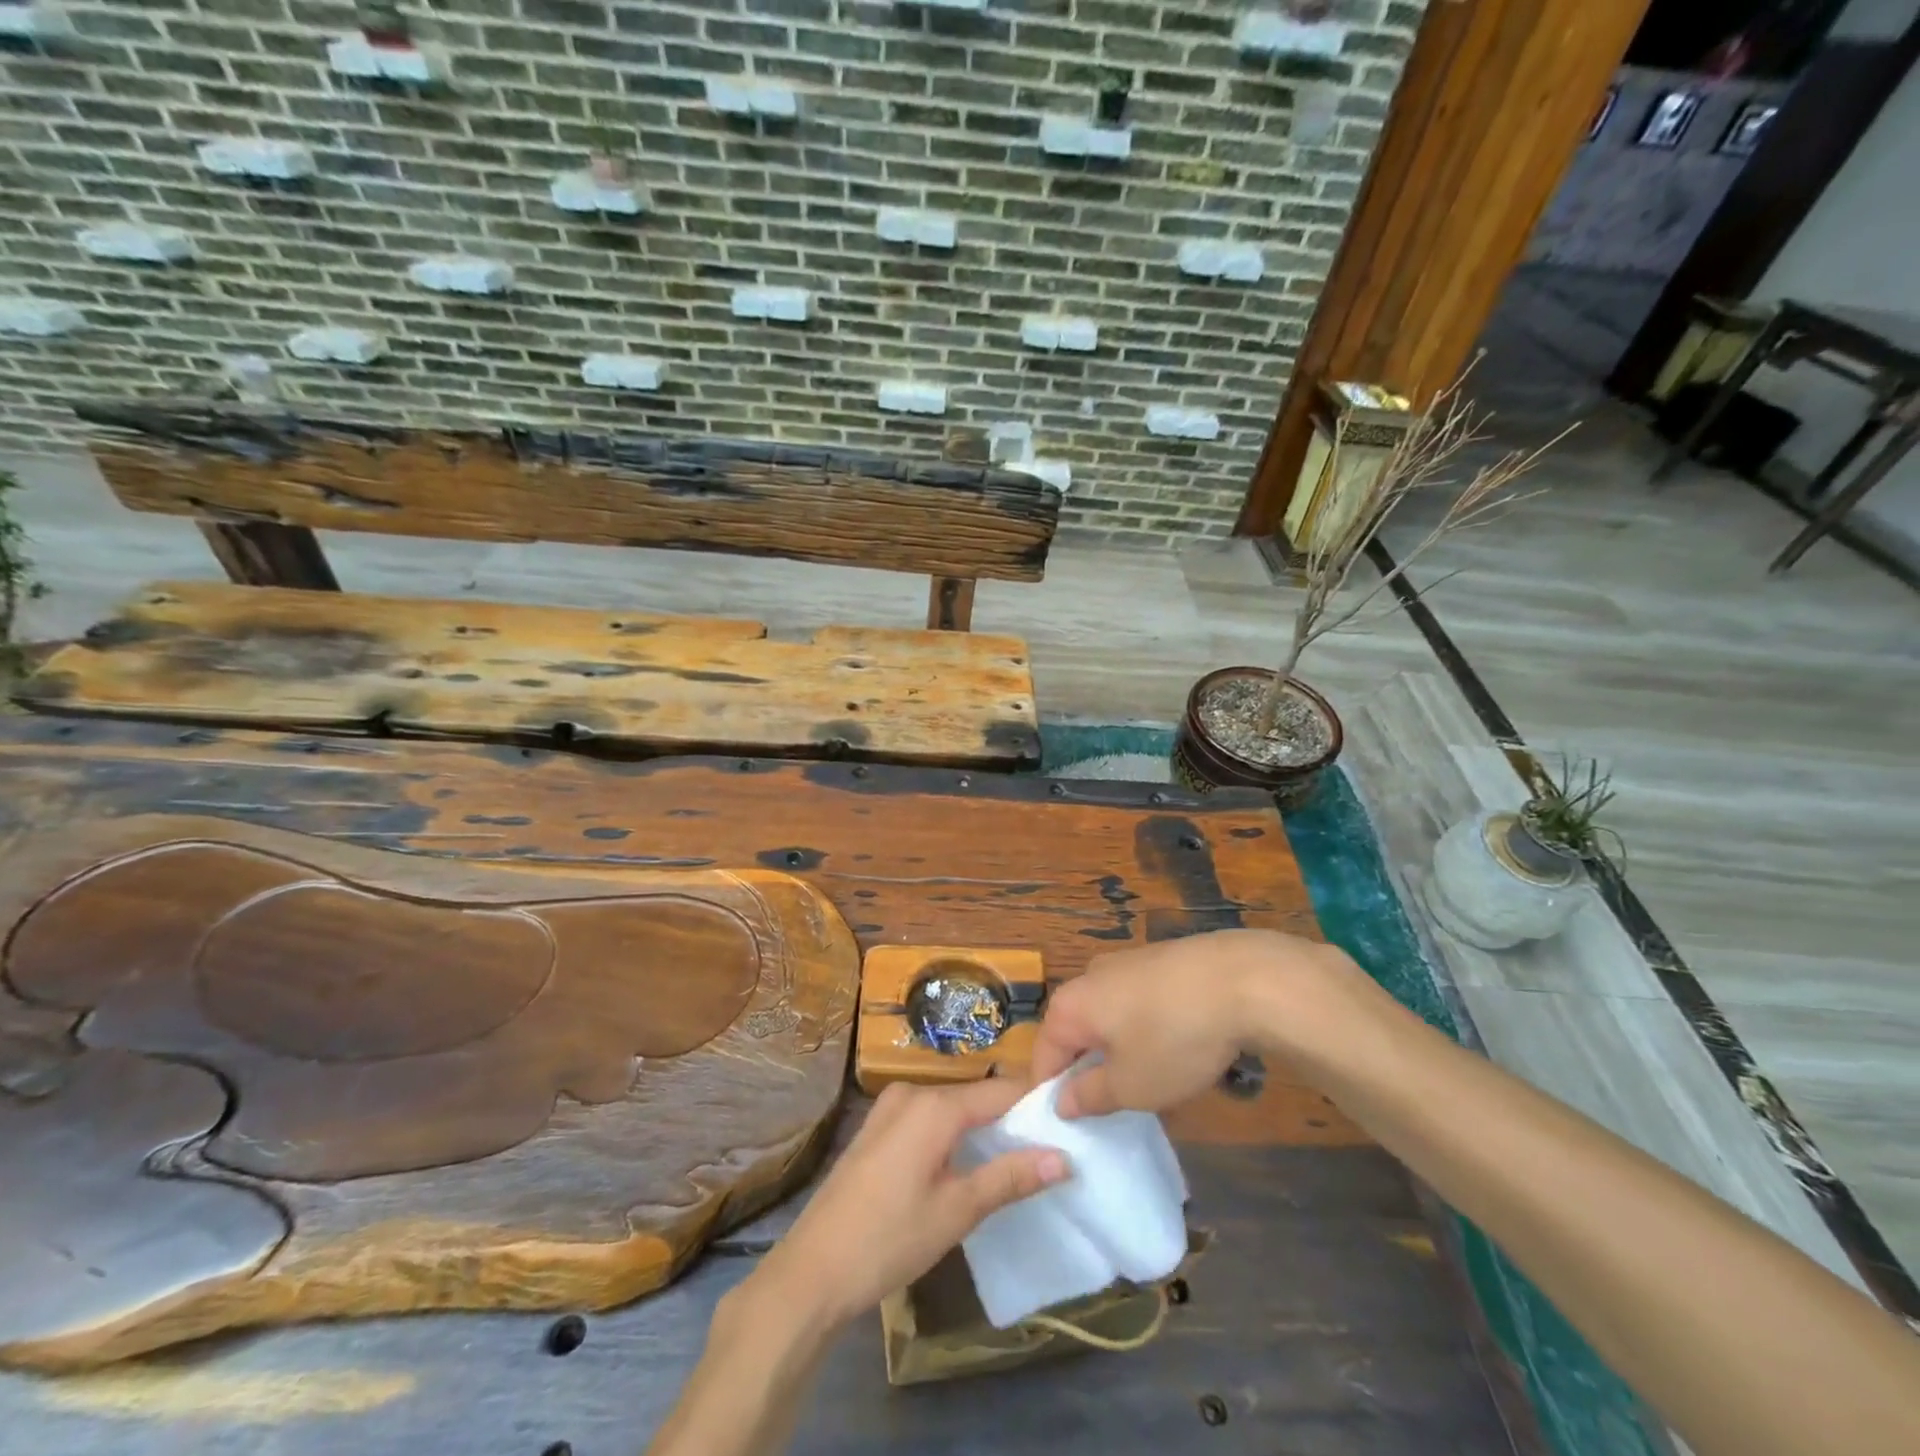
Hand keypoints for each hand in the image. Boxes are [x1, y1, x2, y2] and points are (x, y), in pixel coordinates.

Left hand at [749, 1079, 1068, 1331]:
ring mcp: (889, 1108)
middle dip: (1009, 1118)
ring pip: (951, 1107)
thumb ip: (1010, 1177)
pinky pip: (927, 1118)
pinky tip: (965, 1164)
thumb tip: (1063, 1158)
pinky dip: (952, 1134)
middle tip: (1047, 1148)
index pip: (1001, 1090)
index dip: (1034, 1104)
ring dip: (981, 1128)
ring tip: (1015, 1158)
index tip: (1067, 1122)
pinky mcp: (876, 1128)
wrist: (811, 1271)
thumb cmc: (889, 1239)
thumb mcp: (957, 1211)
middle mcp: (912, 1093)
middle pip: (975, 1096)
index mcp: (935, 1105)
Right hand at [1030, 929, 1352, 1117]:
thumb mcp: (1130, 1085)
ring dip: (1121, 1049)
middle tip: (1116, 1107)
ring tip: (1153, 1081)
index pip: (1043, 1055)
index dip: (1051, 1093)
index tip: (1072, 1127)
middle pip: (1077, 1032)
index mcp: (1070, 1005)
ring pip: (1110, 1017)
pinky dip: (1148, 1028)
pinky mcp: (1160, 960)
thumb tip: (1062, 1100)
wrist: (1241, 979)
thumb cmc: (1173, 1038)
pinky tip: (1179, 1047)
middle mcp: (1089, 976)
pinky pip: (1140, 1003)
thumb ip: (1089, 1096)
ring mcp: (1126, 963)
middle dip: (1090, 1069)